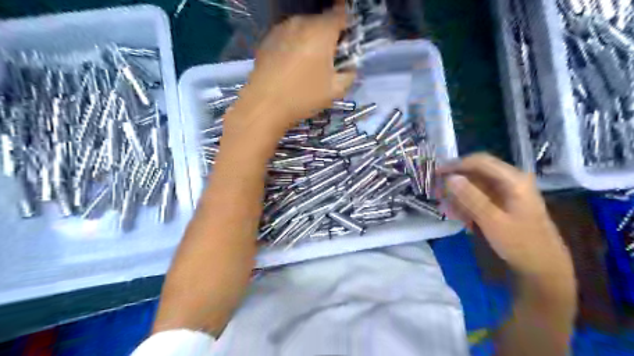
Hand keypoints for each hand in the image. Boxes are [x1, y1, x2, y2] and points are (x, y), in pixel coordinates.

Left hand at [229, 1, 354, 136]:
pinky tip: (290, 65)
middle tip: (328, 58)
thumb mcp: (335, 91)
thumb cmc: (303, 97)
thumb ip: (349, 75)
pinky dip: (293, 45)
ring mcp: (281, 29)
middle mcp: (301, 22)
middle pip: (320, 21)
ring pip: (302, 28)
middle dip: (327, 35)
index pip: (340, 15)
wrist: (264, 106)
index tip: (346, 42)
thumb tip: (350, 68)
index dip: (346, 26)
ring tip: (307, 63)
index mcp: (321, 31)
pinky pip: (287, 36)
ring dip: (309, 39)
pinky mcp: (266, 39)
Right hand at [436, 153, 574, 277]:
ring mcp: (508, 192)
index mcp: (513, 180)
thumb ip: (470, 197)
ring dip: (459, 193)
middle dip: (456, 180)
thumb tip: (450, 178)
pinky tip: (459, 214)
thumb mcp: (492, 221)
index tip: (436, 174)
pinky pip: (480, 196)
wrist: (544, 267)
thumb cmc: (520, 244)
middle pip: (477, 172)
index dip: (456, 165)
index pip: (479, 162)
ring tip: (446, 206)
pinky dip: (467, 203)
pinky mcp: (504, 203)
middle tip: (437, 191)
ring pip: (476, 184)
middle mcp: (511, 180)